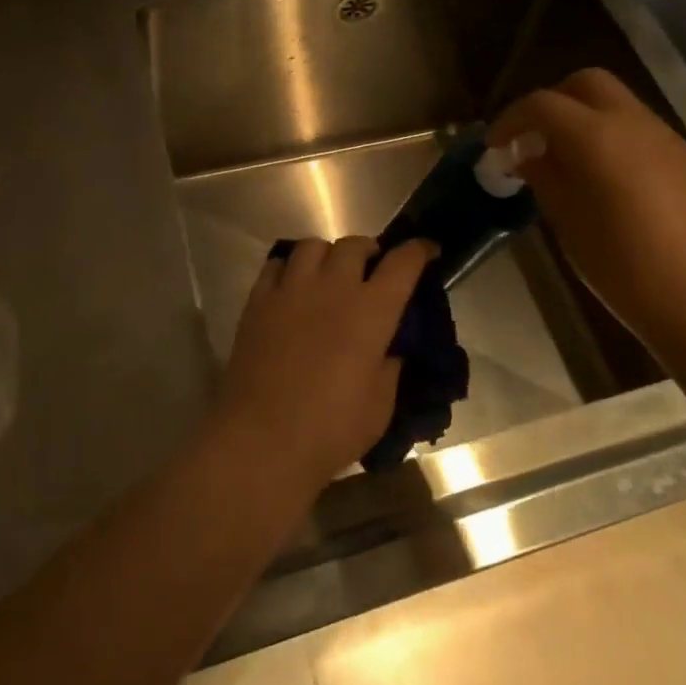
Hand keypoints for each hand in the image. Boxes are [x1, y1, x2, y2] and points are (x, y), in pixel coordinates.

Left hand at [214, 237, 434, 495]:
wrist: (262, 440)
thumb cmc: (331, 429)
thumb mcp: (380, 405)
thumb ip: (390, 366)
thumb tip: (390, 347)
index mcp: (371, 311)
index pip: (403, 263)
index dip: (419, 251)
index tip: (427, 250)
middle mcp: (332, 288)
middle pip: (354, 244)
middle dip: (369, 251)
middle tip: (371, 270)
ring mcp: (291, 290)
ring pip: (312, 245)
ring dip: (328, 254)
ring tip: (329, 274)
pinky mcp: (258, 301)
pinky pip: (276, 265)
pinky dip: (290, 267)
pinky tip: (293, 286)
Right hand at [491, 68, 685, 344]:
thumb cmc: (624, 267)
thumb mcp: (568, 223)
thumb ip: (545, 178)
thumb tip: (529, 156)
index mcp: (597, 137)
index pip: (542, 104)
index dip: (510, 120)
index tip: (495, 147)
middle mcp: (633, 123)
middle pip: (585, 83)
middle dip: (552, 103)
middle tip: (532, 140)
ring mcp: (666, 138)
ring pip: (616, 104)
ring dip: (583, 119)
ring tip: (564, 163)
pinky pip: (638, 130)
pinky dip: (610, 138)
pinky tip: (602, 180)